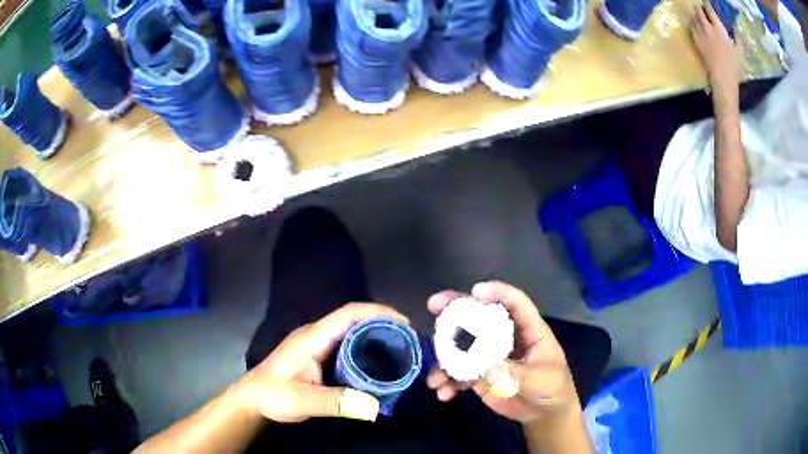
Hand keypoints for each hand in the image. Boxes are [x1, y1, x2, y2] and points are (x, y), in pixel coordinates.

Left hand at [236, 303, 408, 422]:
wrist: (251, 399)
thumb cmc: (272, 395)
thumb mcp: (302, 401)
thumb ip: (336, 402)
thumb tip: (375, 407)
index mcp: (313, 337)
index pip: (349, 314)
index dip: (378, 312)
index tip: (404, 323)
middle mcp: (317, 335)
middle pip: (354, 319)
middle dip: (383, 324)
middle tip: (409, 341)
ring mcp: (316, 345)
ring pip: (351, 332)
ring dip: (375, 335)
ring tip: (400, 350)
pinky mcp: (317, 356)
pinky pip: (347, 345)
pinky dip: (365, 348)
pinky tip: (377, 363)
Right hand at [426, 281, 580, 424]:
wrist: (543, 414)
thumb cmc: (551, 389)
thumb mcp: (538, 380)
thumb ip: (512, 372)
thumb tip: (483, 365)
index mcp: (529, 331)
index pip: (515, 303)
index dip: (498, 293)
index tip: (475, 291)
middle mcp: (506, 338)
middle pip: (480, 317)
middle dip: (456, 311)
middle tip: (434, 305)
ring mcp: (490, 356)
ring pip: (463, 345)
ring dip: (443, 358)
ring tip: (433, 377)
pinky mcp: (480, 375)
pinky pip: (459, 373)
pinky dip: (449, 382)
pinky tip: (443, 393)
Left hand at [690, 1, 740, 104]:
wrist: (723, 78)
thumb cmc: (734, 66)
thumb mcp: (740, 51)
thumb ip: (738, 38)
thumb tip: (736, 28)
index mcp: (719, 28)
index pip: (709, 9)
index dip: (707, 4)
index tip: (708, 3)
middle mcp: (708, 28)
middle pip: (698, 11)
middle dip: (699, 8)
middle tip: (702, 9)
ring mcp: (700, 34)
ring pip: (693, 17)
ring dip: (695, 14)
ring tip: (698, 15)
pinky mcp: (696, 41)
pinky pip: (691, 27)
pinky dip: (692, 23)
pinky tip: (695, 25)